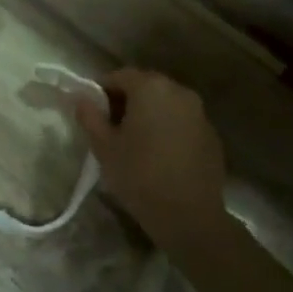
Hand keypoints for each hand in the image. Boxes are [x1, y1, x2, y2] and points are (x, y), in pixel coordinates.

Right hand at [74, 69, 229, 251]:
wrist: (189, 215)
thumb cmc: (139, 176)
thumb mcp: (104, 147)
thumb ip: (89, 116)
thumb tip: (80, 98)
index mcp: (151, 88)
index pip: (120, 76)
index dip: (102, 91)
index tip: (93, 112)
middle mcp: (179, 91)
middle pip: (146, 86)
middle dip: (126, 101)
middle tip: (111, 128)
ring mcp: (200, 113)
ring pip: (166, 104)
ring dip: (149, 115)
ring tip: (135, 142)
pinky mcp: (212, 135)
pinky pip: (182, 122)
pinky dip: (168, 129)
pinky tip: (160, 155)